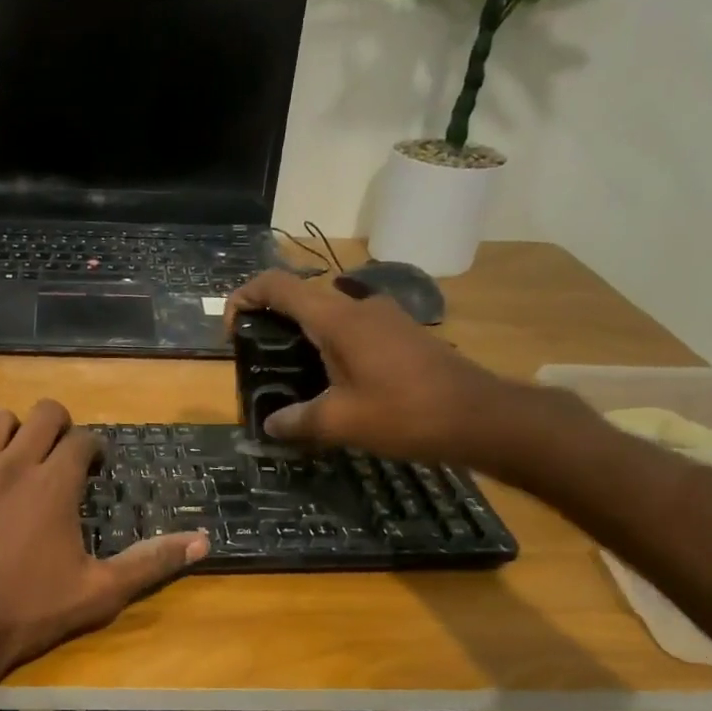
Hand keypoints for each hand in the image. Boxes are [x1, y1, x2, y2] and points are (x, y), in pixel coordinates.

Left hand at [0, 400, 209, 683]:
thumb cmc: (29, 612)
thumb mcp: (99, 593)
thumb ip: (151, 562)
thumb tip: (204, 541)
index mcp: (54, 485)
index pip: (83, 441)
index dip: (94, 450)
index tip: (95, 469)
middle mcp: (12, 465)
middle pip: (42, 413)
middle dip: (58, 426)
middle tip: (59, 456)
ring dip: (11, 431)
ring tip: (16, 458)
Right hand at [226, 269, 544, 467]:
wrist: (479, 416)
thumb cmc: (405, 413)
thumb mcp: (341, 422)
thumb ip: (297, 421)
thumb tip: (271, 424)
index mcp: (336, 319)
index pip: (278, 286)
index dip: (245, 297)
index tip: (232, 329)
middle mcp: (358, 306)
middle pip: (301, 297)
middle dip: (271, 320)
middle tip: (258, 359)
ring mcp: (384, 317)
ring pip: (328, 313)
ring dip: (303, 335)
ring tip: (291, 375)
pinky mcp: (401, 333)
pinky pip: (352, 328)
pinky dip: (330, 344)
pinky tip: (333, 382)